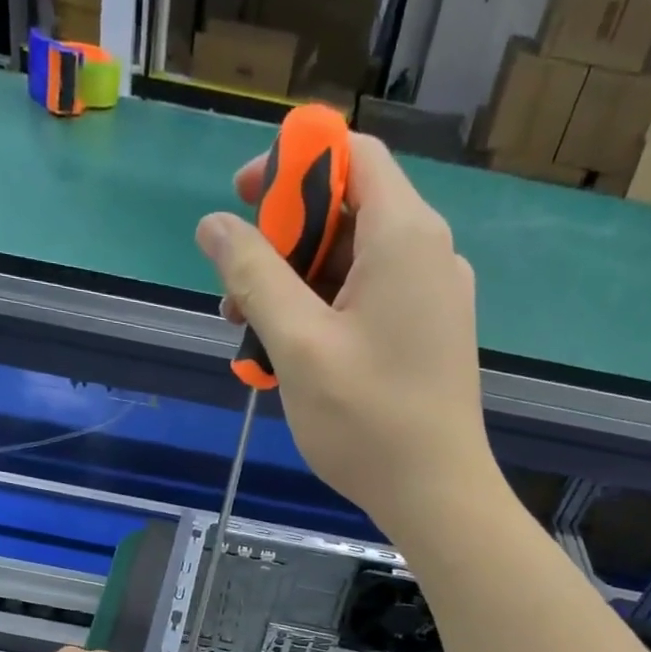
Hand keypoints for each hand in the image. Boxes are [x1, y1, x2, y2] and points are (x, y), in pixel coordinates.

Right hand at [194, 135, 497, 538]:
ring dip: (296, 288)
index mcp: (404, 235)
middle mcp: (427, 253)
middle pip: (346, 212)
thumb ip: (254, 274)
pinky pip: (369, 302)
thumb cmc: (367, 420)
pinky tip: (291, 359)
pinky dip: (325, 315)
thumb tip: (214, 225)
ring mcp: (432, 298)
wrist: (436, 496)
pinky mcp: (427, 336)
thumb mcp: (298, 343)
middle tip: (236, 295)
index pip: (350, 155)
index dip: (292, 164)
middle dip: (283, 243)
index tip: (243, 203)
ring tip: (251, 338)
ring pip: (352, 264)